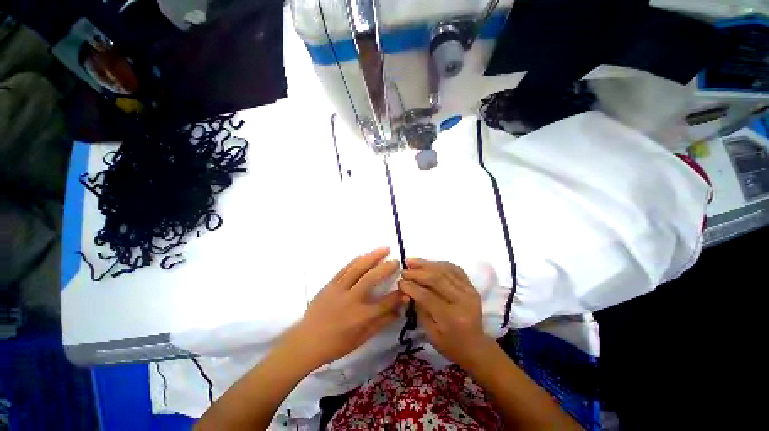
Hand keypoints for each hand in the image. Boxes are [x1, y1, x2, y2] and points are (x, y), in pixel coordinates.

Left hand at [281, 248, 407, 369]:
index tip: (406, 287)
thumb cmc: (336, 344)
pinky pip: (345, 269)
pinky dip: (356, 260)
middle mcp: (351, 300)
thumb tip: (399, 310)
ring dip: (372, 257)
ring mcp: (338, 290)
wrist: (306, 341)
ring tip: (384, 249)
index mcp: (360, 317)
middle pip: (371, 278)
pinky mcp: (329, 284)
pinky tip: (364, 255)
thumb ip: (382, 323)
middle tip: (396, 261)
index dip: (398, 294)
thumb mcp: (362, 339)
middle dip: (386, 268)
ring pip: (357, 268)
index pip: (385, 302)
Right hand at [398, 258, 495, 368]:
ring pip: (445, 270)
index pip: (427, 297)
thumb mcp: (431, 333)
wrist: (476, 346)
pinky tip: (428, 263)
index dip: (412, 287)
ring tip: (412, 261)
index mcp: (452, 318)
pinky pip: (454, 269)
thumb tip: (408, 289)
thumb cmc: (450, 344)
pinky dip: (439, 264)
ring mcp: (469, 291)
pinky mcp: (471, 286)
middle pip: (437, 279)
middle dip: (417, 273)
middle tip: (404, 270)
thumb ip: (420, 309)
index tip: (400, 282)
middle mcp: (463, 301)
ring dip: (426, 264)